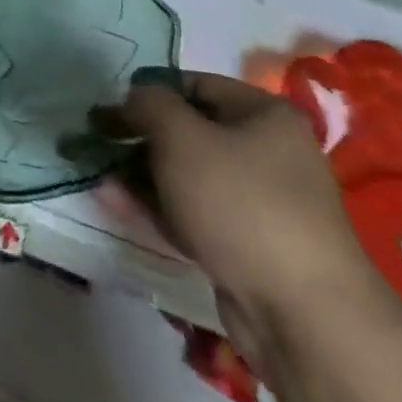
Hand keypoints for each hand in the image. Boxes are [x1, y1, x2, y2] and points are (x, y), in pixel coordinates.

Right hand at [98, 69, 375, 370]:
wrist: (303, 317)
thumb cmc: (240, 203)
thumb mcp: (181, 135)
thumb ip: (148, 104)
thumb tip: (134, 100)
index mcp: (265, 116)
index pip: (193, 85)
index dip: (147, 92)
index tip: (109, 108)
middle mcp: (268, 153)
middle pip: (188, 132)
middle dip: (139, 137)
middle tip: (97, 142)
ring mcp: (260, 203)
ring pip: (186, 175)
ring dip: (140, 174)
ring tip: (98, 177)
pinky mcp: (248, 246)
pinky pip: (193, 214)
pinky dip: (157, 207)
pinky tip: (116, 204)